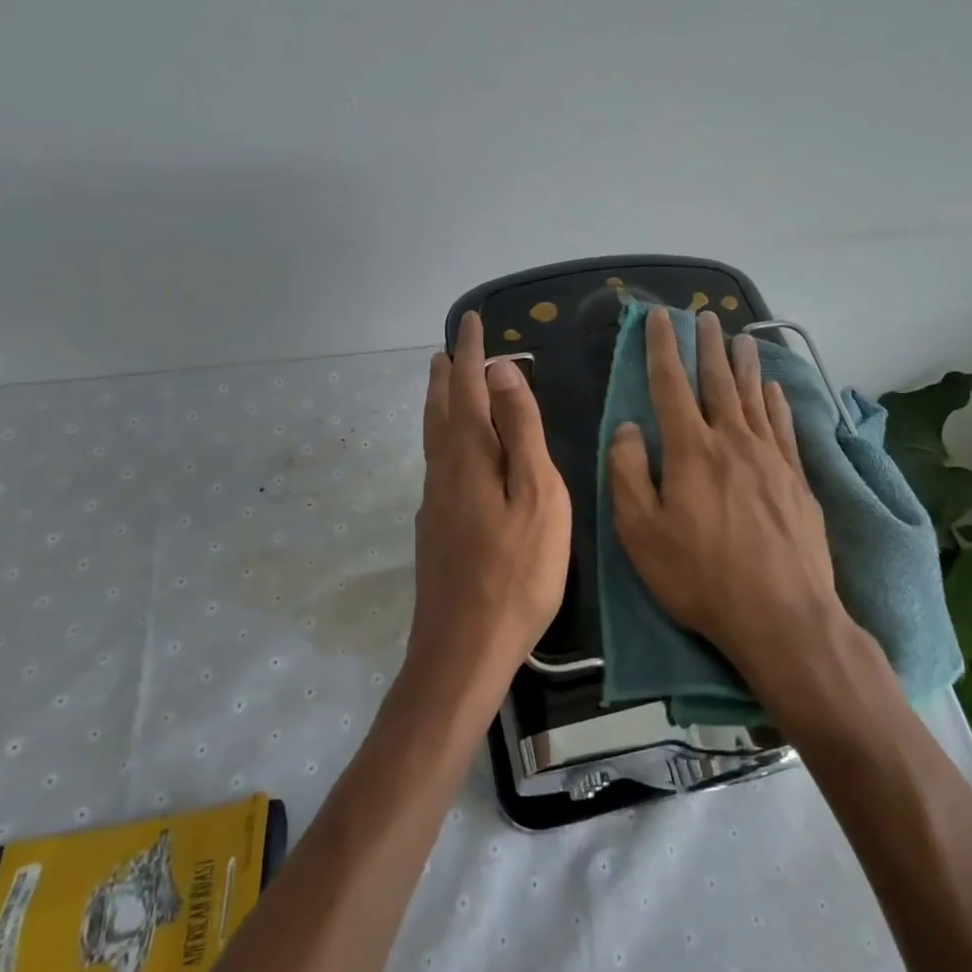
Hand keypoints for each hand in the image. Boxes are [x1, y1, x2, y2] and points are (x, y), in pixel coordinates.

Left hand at [410, 312, 571, 698]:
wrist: (463, 649)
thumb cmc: (516, 571)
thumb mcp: (536, 495)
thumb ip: (520, 431)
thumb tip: (501, 371)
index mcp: (469, 456)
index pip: (469, 389)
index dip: (473, 354)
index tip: (473, 322)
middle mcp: (444, 472)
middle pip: (441, 411)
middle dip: (447, 376)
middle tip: (450, 349)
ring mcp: (434, 503)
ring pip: (434, 439)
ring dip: (439, 405)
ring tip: (444, 386)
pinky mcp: (434, 530)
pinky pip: (437, 464)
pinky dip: (444, 439)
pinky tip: (452, 454)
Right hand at [608, 309, 861, 705]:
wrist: (781, 614)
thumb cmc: (700, 576)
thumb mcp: (641, 532)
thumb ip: (629, 473)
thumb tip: (627, 427)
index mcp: (691, 450)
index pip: (670, 385)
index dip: (662, 348)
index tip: (658, 317)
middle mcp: (732, 441)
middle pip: (718, 382)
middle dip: (708, 346)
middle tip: (705, 316)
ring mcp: (770, 458)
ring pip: (754, 398)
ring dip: (745, 365)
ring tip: (742, 338)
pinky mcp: (797, 480)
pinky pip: (784, 427)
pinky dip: (777, 402)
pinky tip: (775, 390)